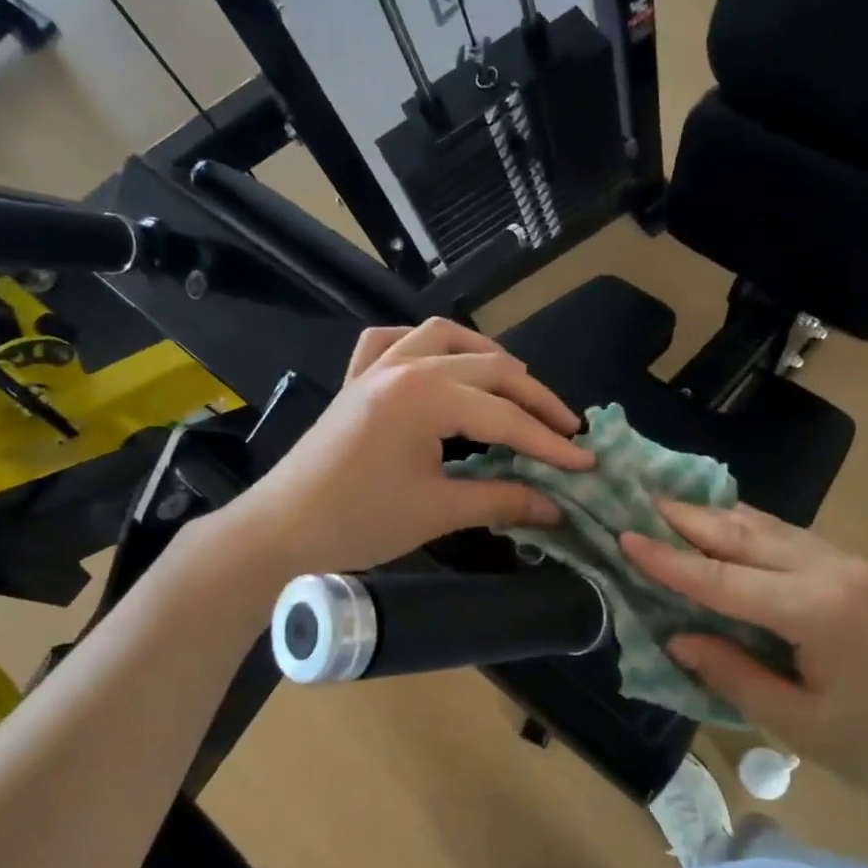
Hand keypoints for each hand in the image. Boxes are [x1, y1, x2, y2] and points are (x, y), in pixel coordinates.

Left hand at [236, 318, 592, 576]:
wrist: (280, 530)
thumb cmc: (358, 522)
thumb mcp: (438, 512)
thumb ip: (502, 500)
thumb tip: (556, 507)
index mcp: (425, 395)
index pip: (506, 416)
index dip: (550, 443)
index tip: (586, 463)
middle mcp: (405, 365)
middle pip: (489, 369)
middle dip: (534, 400)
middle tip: (567, 431)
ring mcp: (377, 366)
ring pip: (446, 338)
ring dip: (488, 359)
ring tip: (517, 388)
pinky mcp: (357, 378)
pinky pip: (394, 341)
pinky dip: (424, 346)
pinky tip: (438, 363)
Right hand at [620, 502, 867, 846]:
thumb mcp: (804, 729)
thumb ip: (735, 675)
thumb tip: (679, 637)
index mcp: (821, 611)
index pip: (725, 579)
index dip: (670, 561)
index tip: (626, 536)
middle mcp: (840, 572)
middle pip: (751, 536)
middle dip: (694, 518)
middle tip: (644, 498)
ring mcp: (862, 568)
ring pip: (779, 531)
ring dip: (726, 519)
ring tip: (679, 506)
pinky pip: (803, 544)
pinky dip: (760, 536)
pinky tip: (738, 534)